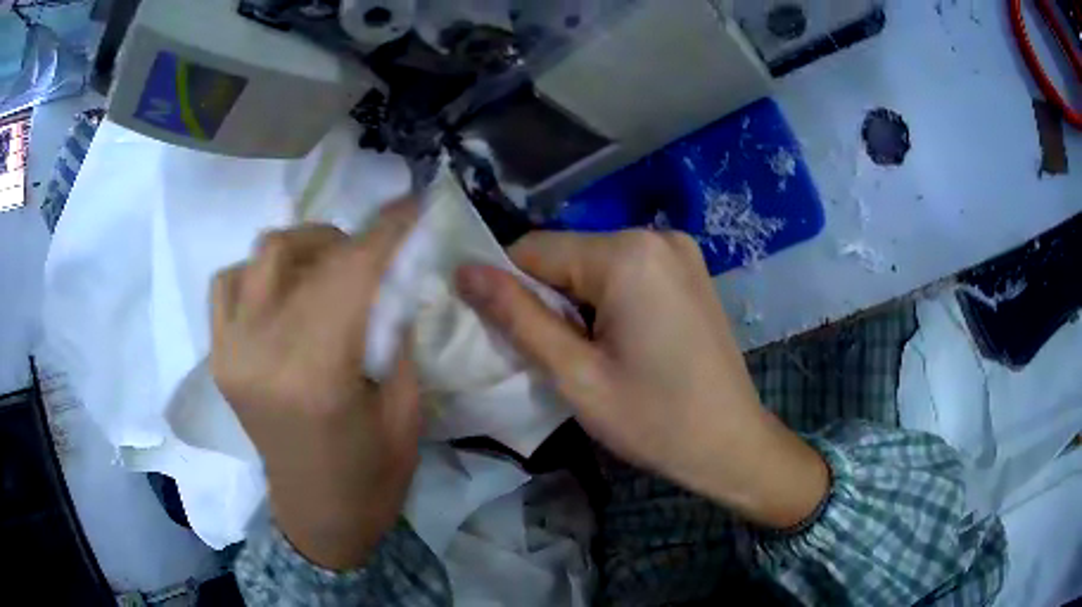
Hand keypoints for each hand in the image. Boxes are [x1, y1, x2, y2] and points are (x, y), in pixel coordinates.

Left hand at [210, 204, 419, 569]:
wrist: (317, 517)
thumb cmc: (372, 478)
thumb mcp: (407, 410)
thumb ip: (398, 334)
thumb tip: (395, 275)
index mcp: (317, 377)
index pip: (350, 274)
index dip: (384, 232)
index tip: (411, 206)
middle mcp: (262, 354)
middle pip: (304, 254)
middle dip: (350, 239)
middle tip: (377, 251)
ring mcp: (231, 353)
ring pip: (261, 255)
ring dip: (303, 249)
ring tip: (329, 268)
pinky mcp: (219, 358)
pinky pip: (228, 283)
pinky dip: (258, 272)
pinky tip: (282, 292)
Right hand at [456, 230, 827, 528]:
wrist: (732, 444)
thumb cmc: (654, 420)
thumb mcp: (575, 375)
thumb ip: (516, 316)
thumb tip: (464, 271)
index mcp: (628, 254)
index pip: (533, 249)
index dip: (509, 290)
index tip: (511, 337)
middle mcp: (656, 235)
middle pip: (567, 255)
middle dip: (547, 299)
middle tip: (559, 357)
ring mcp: (679, 249)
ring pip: (594, 264)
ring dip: (577, 302)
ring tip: (593, 355)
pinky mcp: (689, 269)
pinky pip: (626, 271)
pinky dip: (608, 300)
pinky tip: (623, 342)